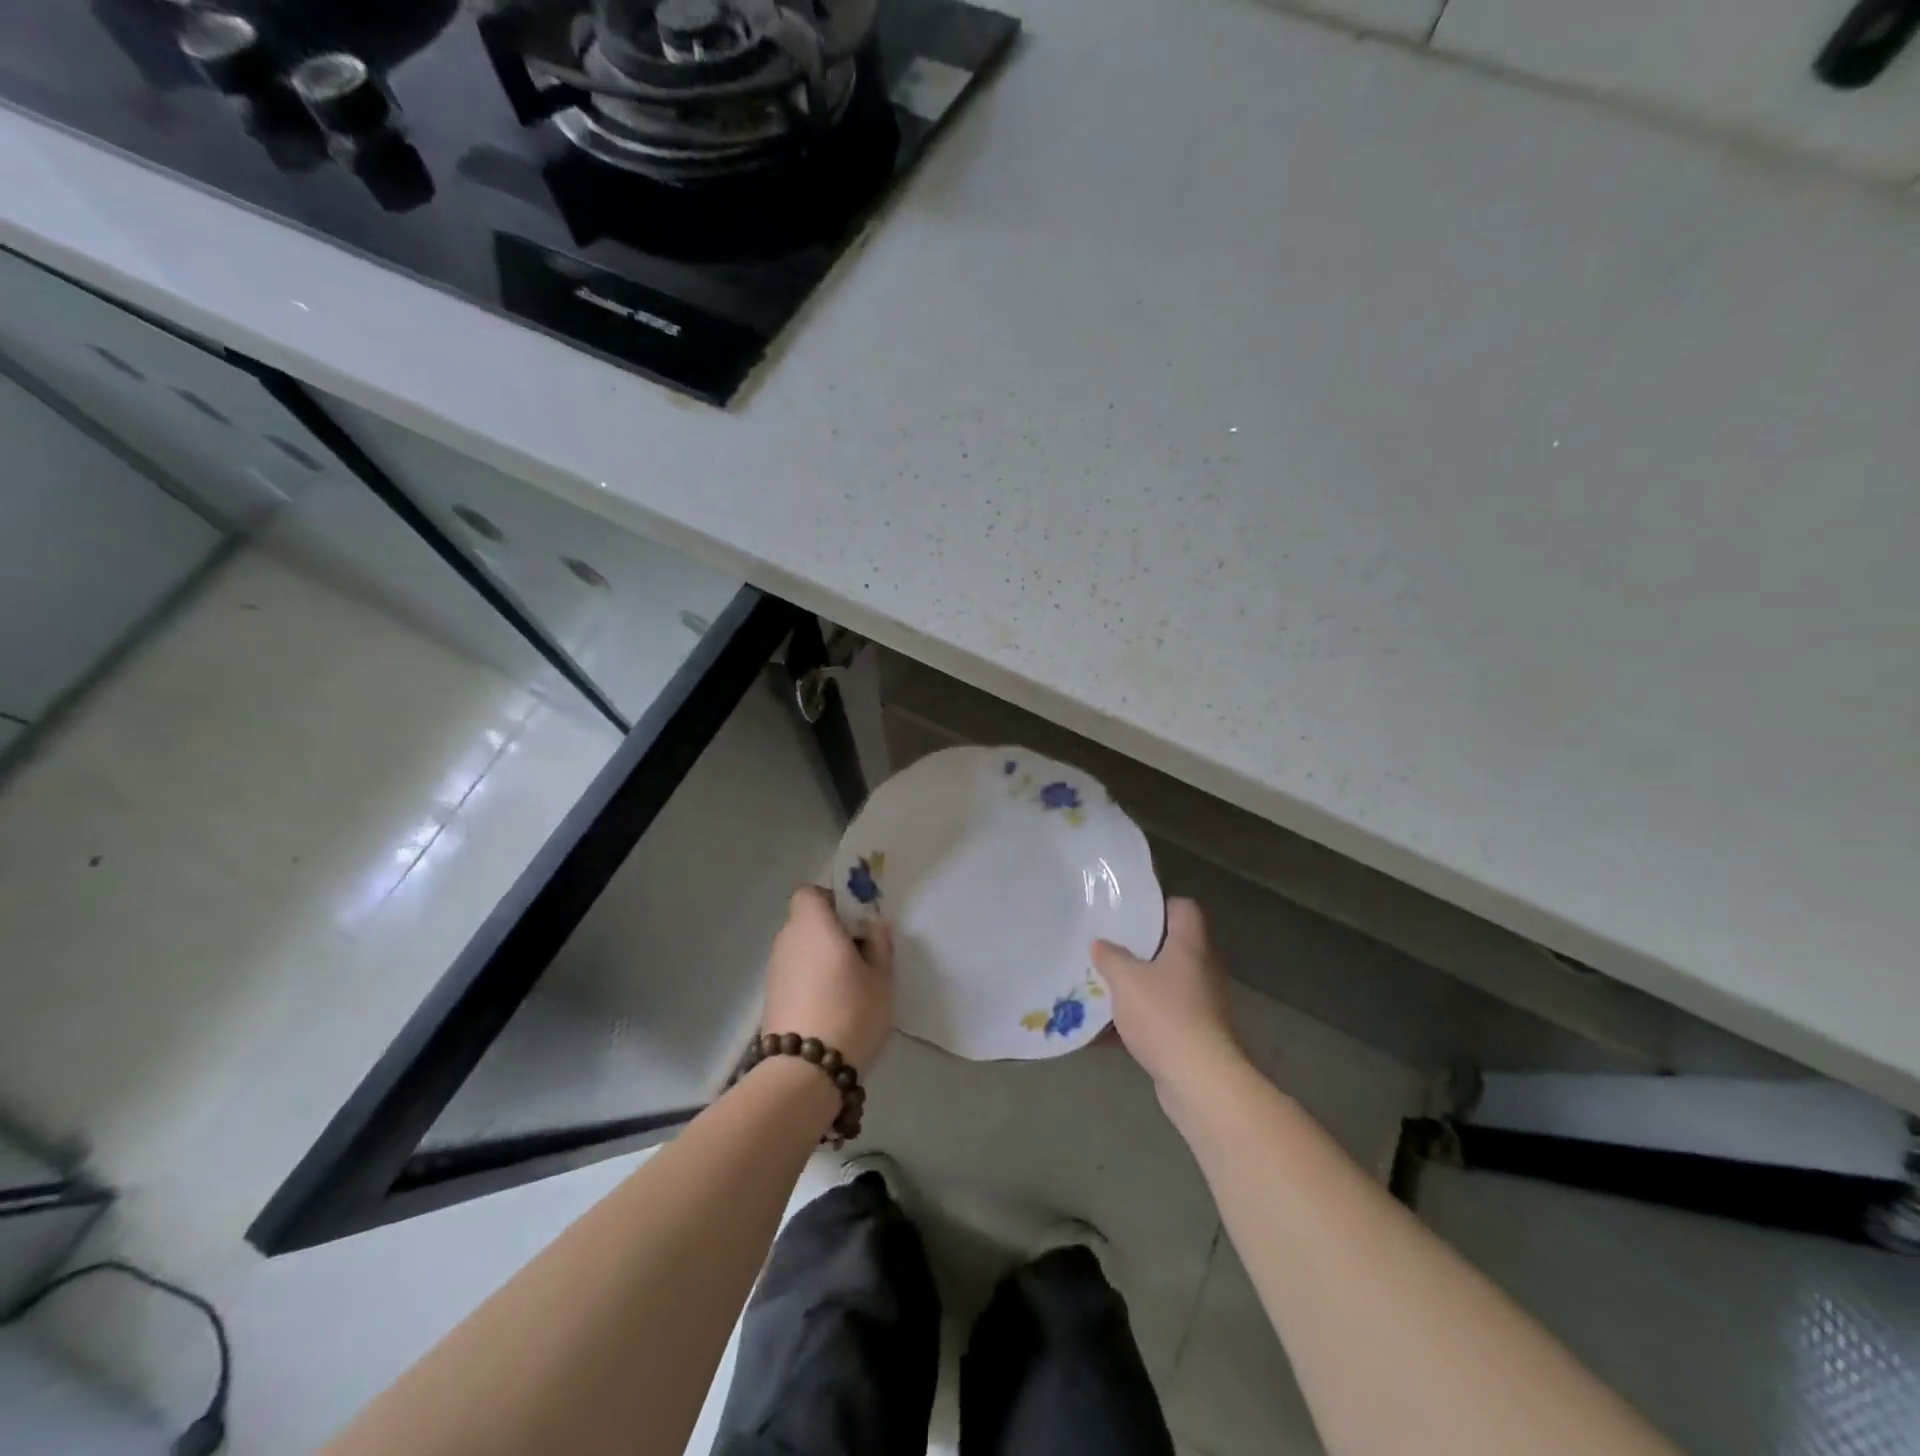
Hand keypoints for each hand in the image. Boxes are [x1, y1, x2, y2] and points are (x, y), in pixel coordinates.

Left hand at [761, 886, 893, 1072]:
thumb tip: (874, 924)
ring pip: (799, 948)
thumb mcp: (880, 978)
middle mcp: (787, 939)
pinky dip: (808, 979)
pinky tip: (829, 1004)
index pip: (809, 893)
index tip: (853, 921)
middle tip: (858, 953)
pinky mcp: (770, 996)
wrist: (805, 1071)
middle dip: (829, 930)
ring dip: (818, 956)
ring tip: (846, 983)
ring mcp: (774, 969)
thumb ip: (878, 945)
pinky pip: (793, 972)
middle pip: (805, 920)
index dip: (830, 900)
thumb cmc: (851, 1012)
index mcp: (813, 925)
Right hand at [1093, 898, 1243, 1100]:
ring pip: (1162, 985)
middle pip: (1170, 947)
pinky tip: (1102, 1030)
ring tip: (1100, 985)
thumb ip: (1110, 957)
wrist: (1199, 1081)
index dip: (1159, 905)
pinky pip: (1159, 1018)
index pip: (1183, 908)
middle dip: (1137, 949)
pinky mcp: (1193, 1036)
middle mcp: (1201, 970)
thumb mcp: (1126, 980)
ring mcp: (1200, 1005)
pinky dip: (1135, 1022)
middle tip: (1106, 946)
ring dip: (1135, 987)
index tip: (1129, 911)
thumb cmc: (1164, 1016)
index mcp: (1190, 946)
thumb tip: (1100, 944)